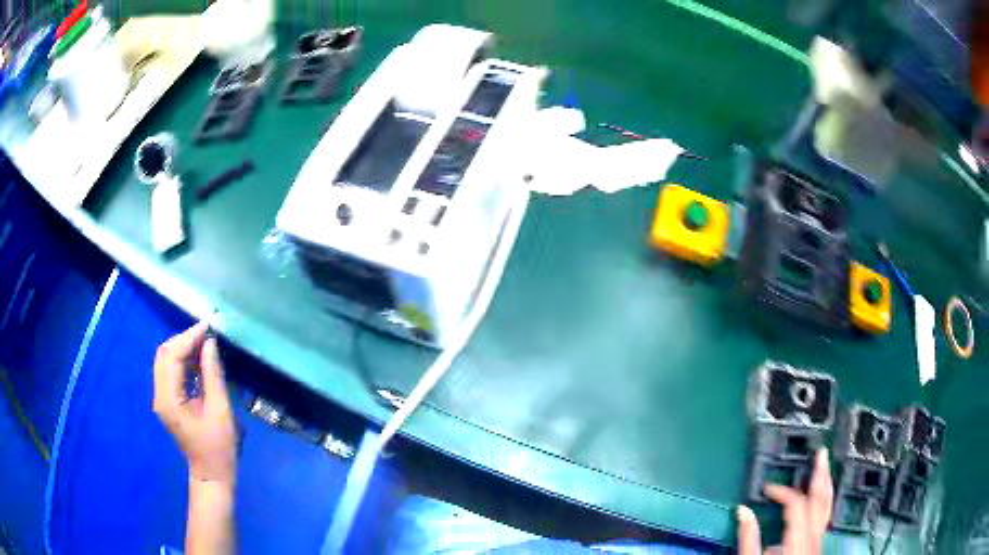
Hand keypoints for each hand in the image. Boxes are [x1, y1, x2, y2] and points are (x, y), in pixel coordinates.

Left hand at [154, 322, 236, 486]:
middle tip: (207, 334)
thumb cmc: (219, 448)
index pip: (173, 356)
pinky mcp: (168, 400)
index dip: (189, 337)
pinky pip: (172, 372)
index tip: (209, 326)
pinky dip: (184, 360)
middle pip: (164, 354)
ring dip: (184, 348)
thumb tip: (210, 344)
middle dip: (184, 339)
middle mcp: (160, 394)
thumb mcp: (221, 412)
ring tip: (206, 343)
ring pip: (166, 360)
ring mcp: (162, 398)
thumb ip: (213, 375)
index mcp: (169, 399)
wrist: (212, 475)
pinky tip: (200, 359)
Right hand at [738, 448, 833, 554]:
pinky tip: (819, 498)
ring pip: (828, 508)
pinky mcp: (818, 546)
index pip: (796, 504)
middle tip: (821, 453)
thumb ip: (748, 539)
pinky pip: (824, 517)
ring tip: (824, 468)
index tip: (767, 489)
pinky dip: (823, 502)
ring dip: (826, 486)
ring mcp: (819, 542)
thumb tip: (743, 510)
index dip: (783, 491)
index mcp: (797, 540)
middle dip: (821, 476)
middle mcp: (813, 538)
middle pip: (821, 500)